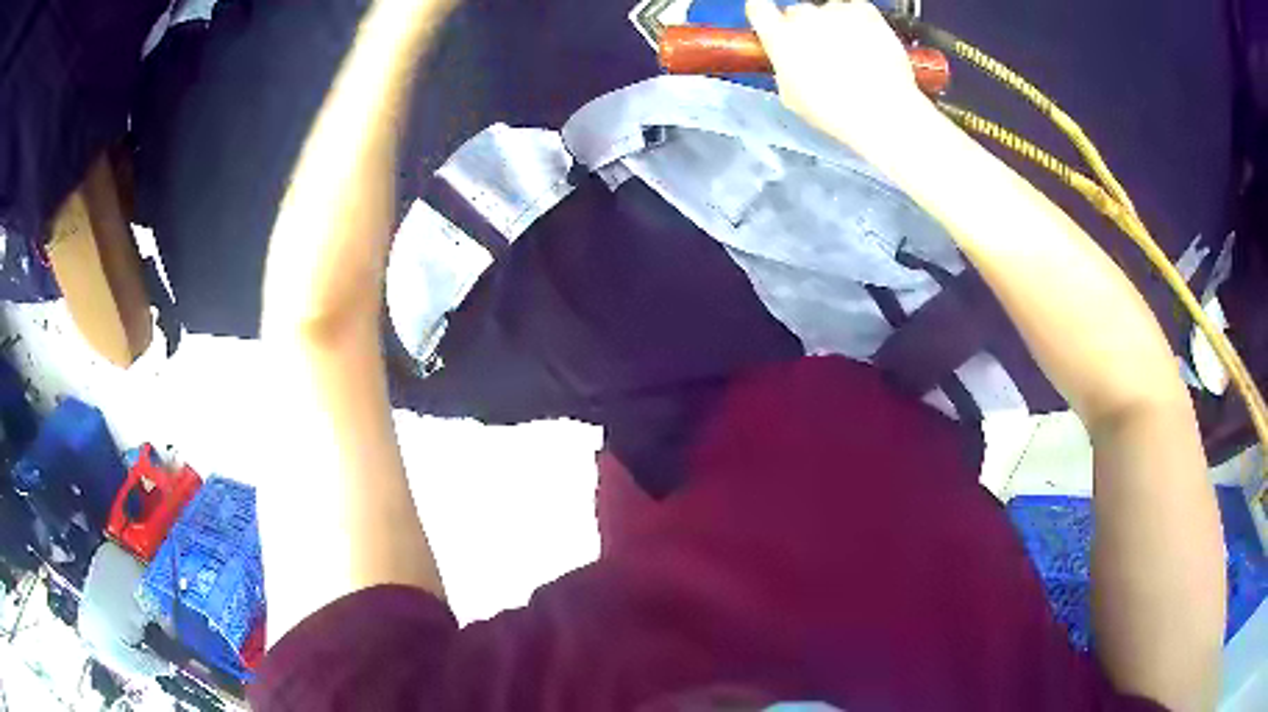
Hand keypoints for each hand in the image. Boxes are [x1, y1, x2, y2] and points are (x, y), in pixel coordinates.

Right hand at [746, 0, 930, 154]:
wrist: (882, 112)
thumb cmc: (836, 112)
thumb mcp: (792, 97)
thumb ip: (784, 68)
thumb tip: (788, 62)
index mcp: (778, 37)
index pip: (758, 9)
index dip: (766, 17)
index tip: (774, 25)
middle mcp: (803, 16)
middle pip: (797, 12)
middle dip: (806, 29)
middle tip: (823, 54)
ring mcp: (835, 11)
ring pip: (829, 11)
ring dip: (836, 26)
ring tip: (852, 55)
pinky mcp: (865, 11)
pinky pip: (857, 9)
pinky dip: (861, 22)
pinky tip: (868, 46)